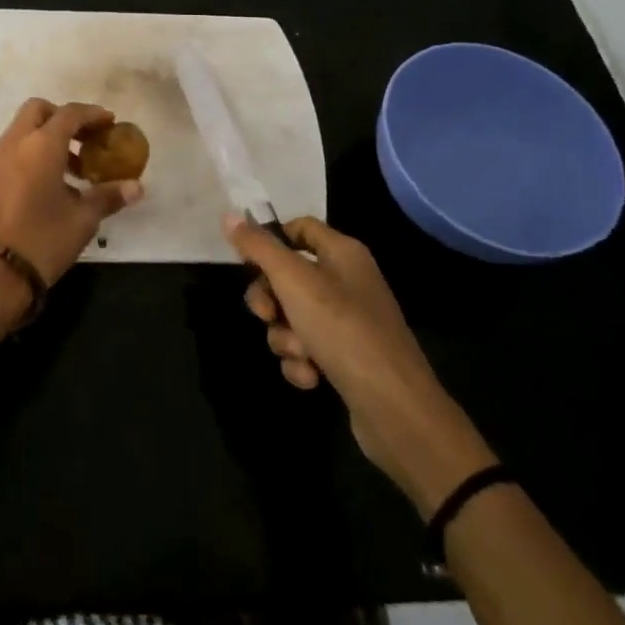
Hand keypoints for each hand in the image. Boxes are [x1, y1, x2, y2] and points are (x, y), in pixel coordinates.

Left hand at [0, 98, 142, 286]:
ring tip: (73, 169)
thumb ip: (108, 196)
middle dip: (63, 117)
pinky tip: (49, 184)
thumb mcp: (82, 220)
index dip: (92, 114)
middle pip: (39, 110)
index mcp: (42, 145)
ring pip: (23, 129)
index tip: (109, 122)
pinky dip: (31, 152)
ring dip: (47, 136)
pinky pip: (12, 149)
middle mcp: (16, 142)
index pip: (70, 113)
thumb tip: (135, 187)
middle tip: (85, 139)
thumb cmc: (42, 240)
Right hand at [228, 214, 493, 511]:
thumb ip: (259, 247)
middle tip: (266, 314)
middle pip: (289, 276)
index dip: (270, 241)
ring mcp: (349, 322)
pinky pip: (308, 349)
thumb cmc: (343, 329)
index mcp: (343, 252)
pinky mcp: (347, 358)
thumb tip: (228, 216)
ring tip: (301, 353)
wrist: (395, 408)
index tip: (247, 264)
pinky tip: (311, 377)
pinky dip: (302, 362)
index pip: (298, 227)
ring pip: (293, 316)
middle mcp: (348, 281)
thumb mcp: (293, 280)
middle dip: (270, 299)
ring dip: (286, 336)